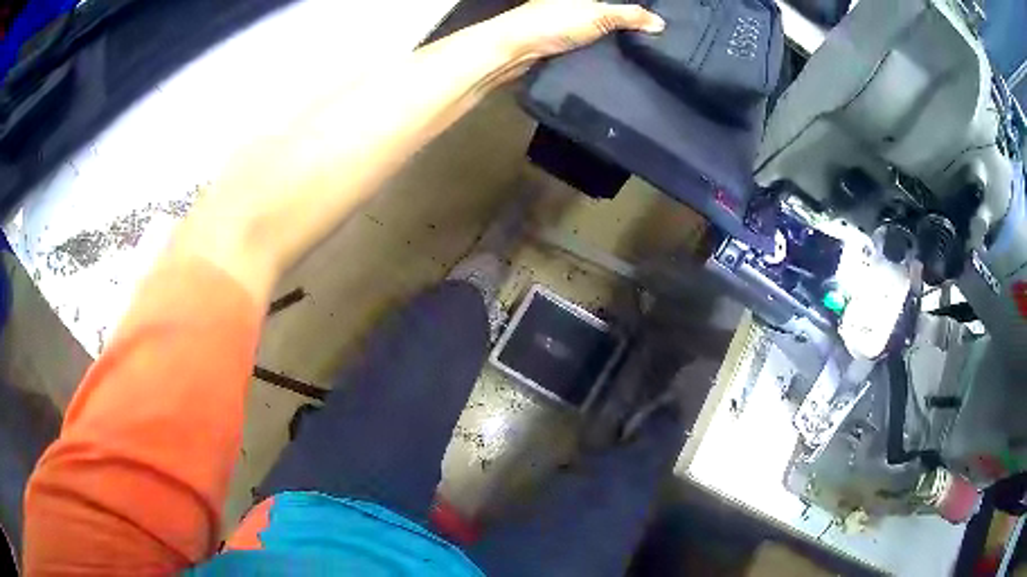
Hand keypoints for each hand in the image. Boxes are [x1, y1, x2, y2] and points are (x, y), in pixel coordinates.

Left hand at [491, 0, 664, 62]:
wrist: (514, 50)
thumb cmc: (555, 23)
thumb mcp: (599, 15)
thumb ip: (630, 16)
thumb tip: (660, 24)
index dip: (633, 4)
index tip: (654, 20)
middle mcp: (573, 0)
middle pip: (608, 7)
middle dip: (628, 19)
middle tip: (654, 33)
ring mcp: (565, 16)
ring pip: (599, 22)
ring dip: (616, 33)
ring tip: (643, 44)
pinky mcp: (560, 34)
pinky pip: (590, 37)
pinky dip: (603, 44)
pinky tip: (618, 54)